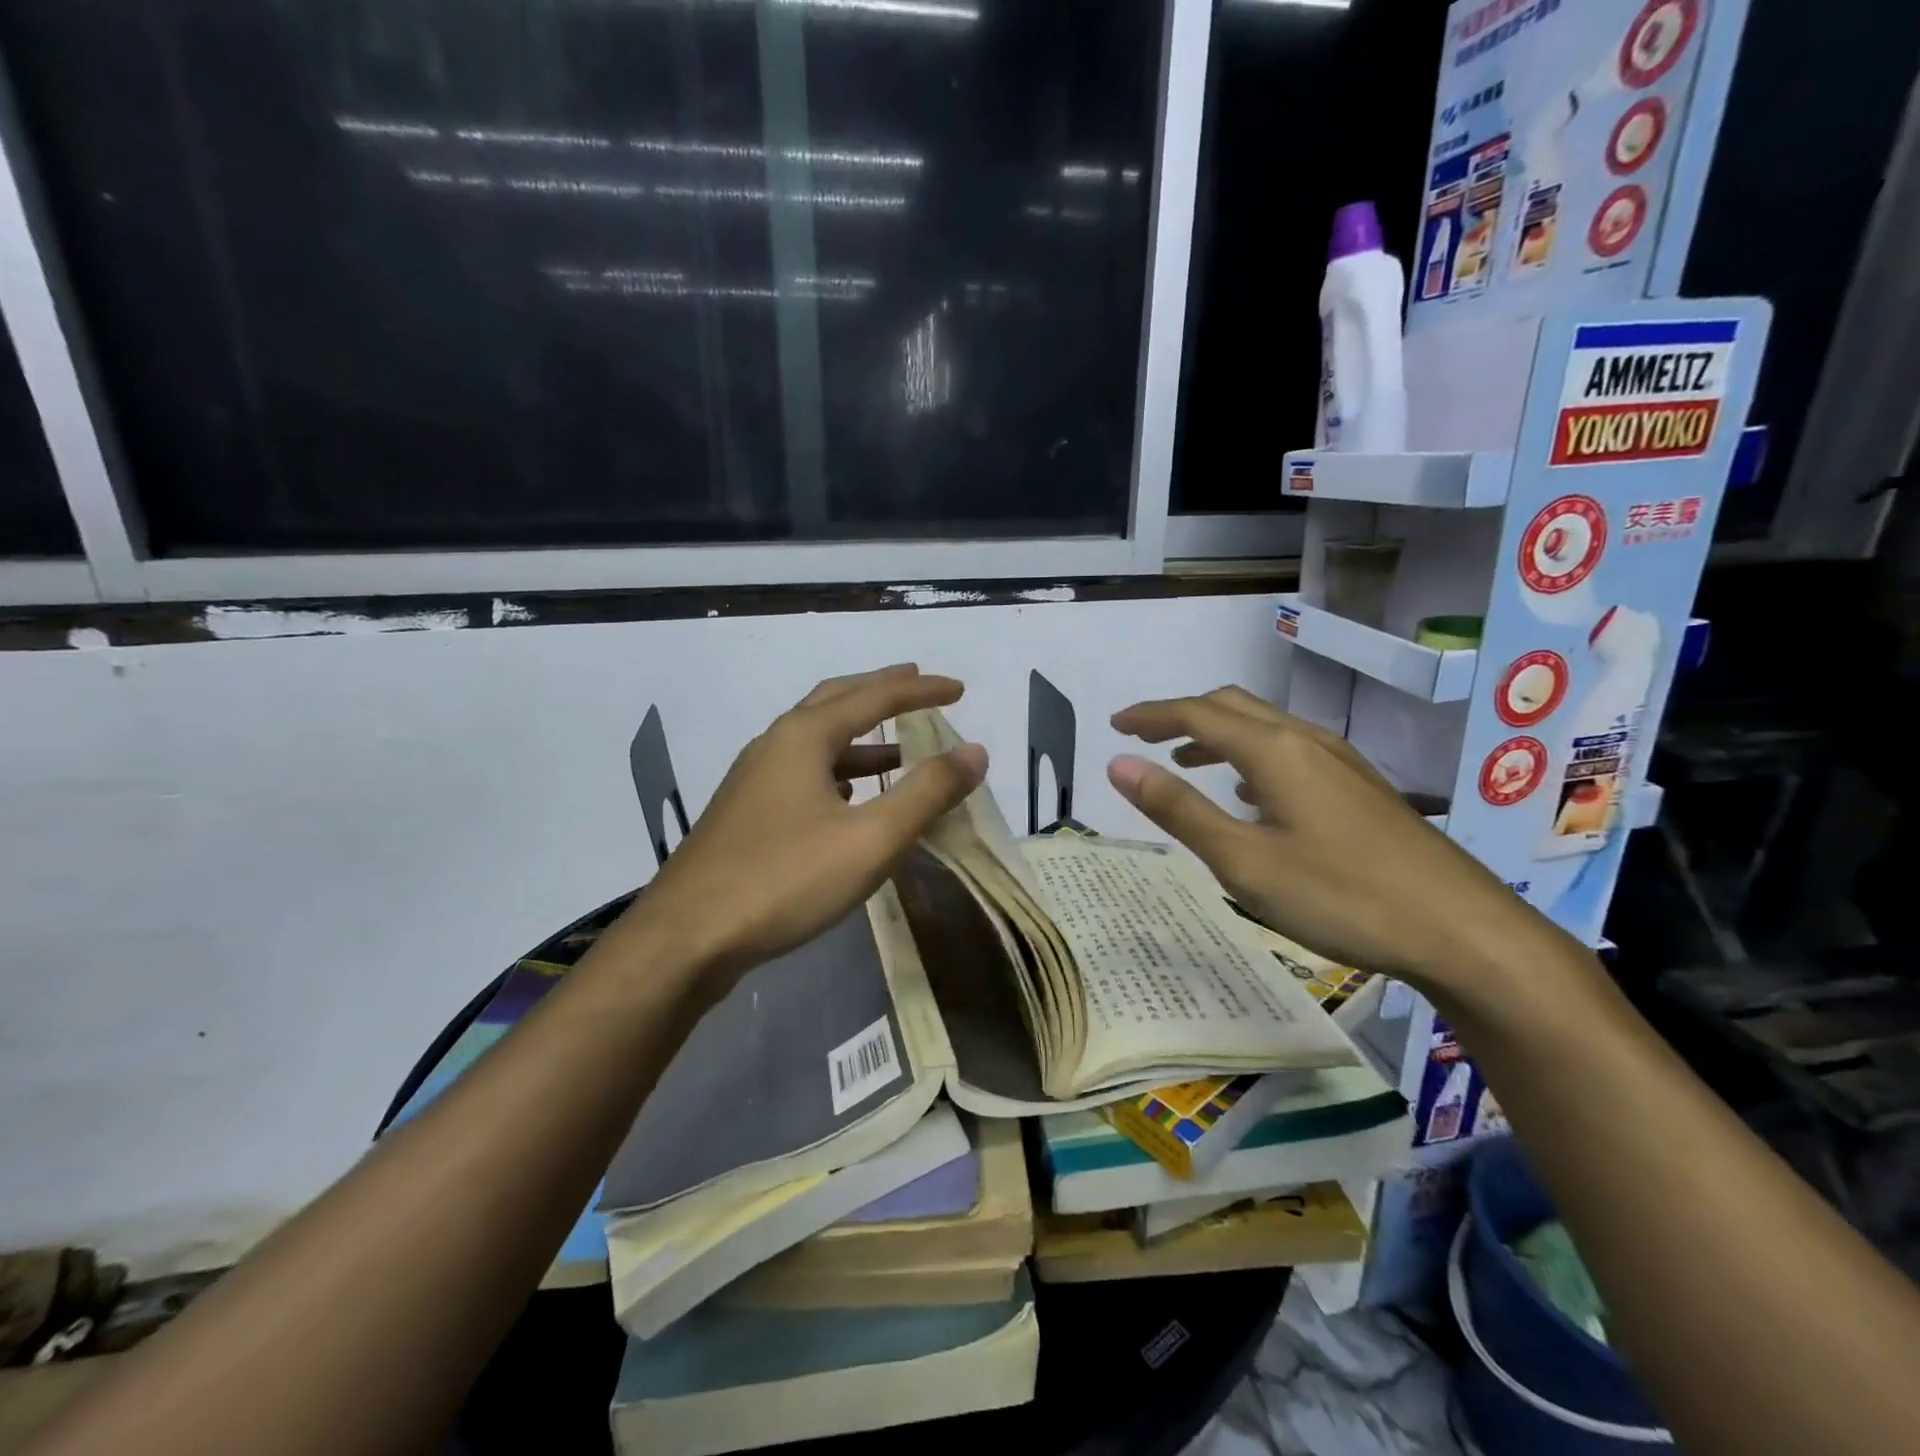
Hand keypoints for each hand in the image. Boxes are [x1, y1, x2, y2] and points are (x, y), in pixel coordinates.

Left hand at [629, 665, 987, 985]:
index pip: (874, 696)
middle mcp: (775, 744)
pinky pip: (802, 771)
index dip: (921, 690)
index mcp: (804, 737)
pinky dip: (837, 769)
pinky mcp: (745, 812)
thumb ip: (927, 792)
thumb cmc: (785, 880)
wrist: (687, 937)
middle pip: (836, 701)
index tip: (959, 689)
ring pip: (816, 739)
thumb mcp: (871, 839)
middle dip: (882, 691)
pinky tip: (850, 798)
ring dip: (860, 736)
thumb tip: (975, 751)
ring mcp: (753, 778)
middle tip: (919, 685)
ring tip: (899, 748)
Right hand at [1107, 686, 1574, 1000]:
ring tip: (1184, 763)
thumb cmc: (1342, 896)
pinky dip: (1250, 758)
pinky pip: (1290, 752)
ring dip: (1216, 736)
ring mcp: (1340, 762)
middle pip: (1232, 708)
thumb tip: (1118, 766)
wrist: (1464, 930)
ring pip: (1264, 728)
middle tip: (1143, 738)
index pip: (1196, 714)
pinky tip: (1249, 795)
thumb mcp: (1244, 861)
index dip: (1151, 715)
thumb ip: (1179, 810)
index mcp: (1273, 751)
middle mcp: (1306, 741)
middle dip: (1181, 717)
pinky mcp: (1359, 788)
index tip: (1115, 725)